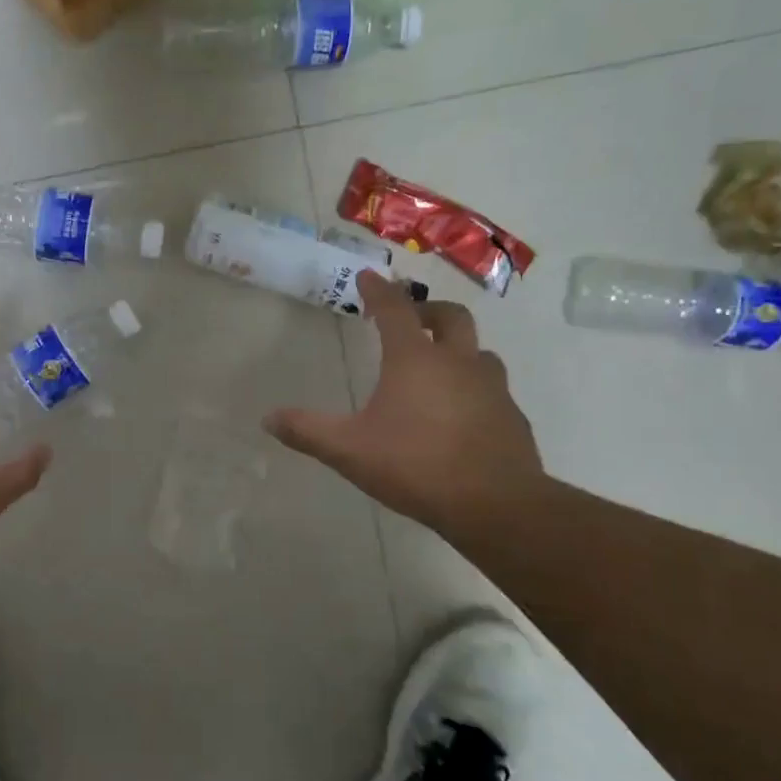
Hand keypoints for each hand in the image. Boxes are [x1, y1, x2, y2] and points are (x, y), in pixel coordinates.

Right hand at [265, 270, 544, 537]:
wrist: (494, 504)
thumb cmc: (415, 466)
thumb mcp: (348, 450)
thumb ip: (308, 431)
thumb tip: (268, 419)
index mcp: (415, 360)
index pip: (394, 310)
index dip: (378, 290)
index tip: (368, 276)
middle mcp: (458, 363)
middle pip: (451, 316)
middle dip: (428, 310)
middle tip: (412, 318)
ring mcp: (492, 388)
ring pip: (478, 351)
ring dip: (457, 348)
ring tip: (439, 365)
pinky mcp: (511, 416)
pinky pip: (493, 388)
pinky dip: (474, 386)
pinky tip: (461, 412)